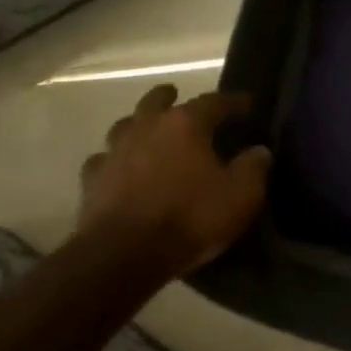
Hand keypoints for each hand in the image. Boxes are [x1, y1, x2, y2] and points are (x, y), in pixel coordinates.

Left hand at [78, 85, 270, 273]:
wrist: (124, 255)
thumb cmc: (190, 218)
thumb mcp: (240, 196)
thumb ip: (253, 168)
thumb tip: (259, 151)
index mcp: (185, 125)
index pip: (214, 101)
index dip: (233, 102)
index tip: (247, 103)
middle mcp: (146, 128)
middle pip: (156, 101)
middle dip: (168, 97)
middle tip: (176, 95)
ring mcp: (114, 152)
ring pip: (124, 126)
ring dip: (137, 124)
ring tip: (146, 130)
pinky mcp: (91, 181)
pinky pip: (102, 161)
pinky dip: (112, 160)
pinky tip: (118, 169)